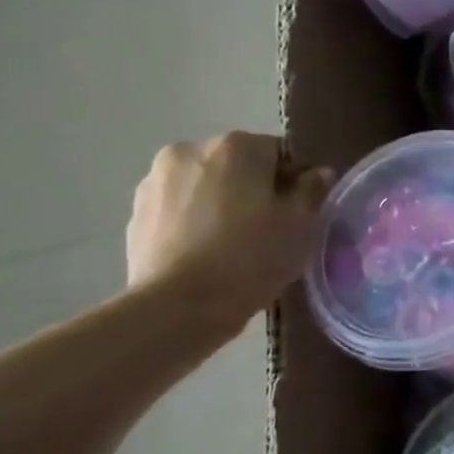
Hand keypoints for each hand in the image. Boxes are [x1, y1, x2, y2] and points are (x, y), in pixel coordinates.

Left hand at [126, 133, 330, 327]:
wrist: (177, 309)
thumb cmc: (250, 258)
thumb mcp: (302, 225)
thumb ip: (313, 190)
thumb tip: (317, 173)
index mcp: (237, 145)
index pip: (280, 153)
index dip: (294, 184)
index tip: (298, 215)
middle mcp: (191, 149)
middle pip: (238, 165)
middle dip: (253, 190)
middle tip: (267, 231)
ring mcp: (156, 181)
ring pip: (206, 186)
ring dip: (220, 203)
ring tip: (232, 246)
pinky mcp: (135, 214)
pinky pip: (178, 209)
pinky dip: (193, 222)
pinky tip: (203, 255)